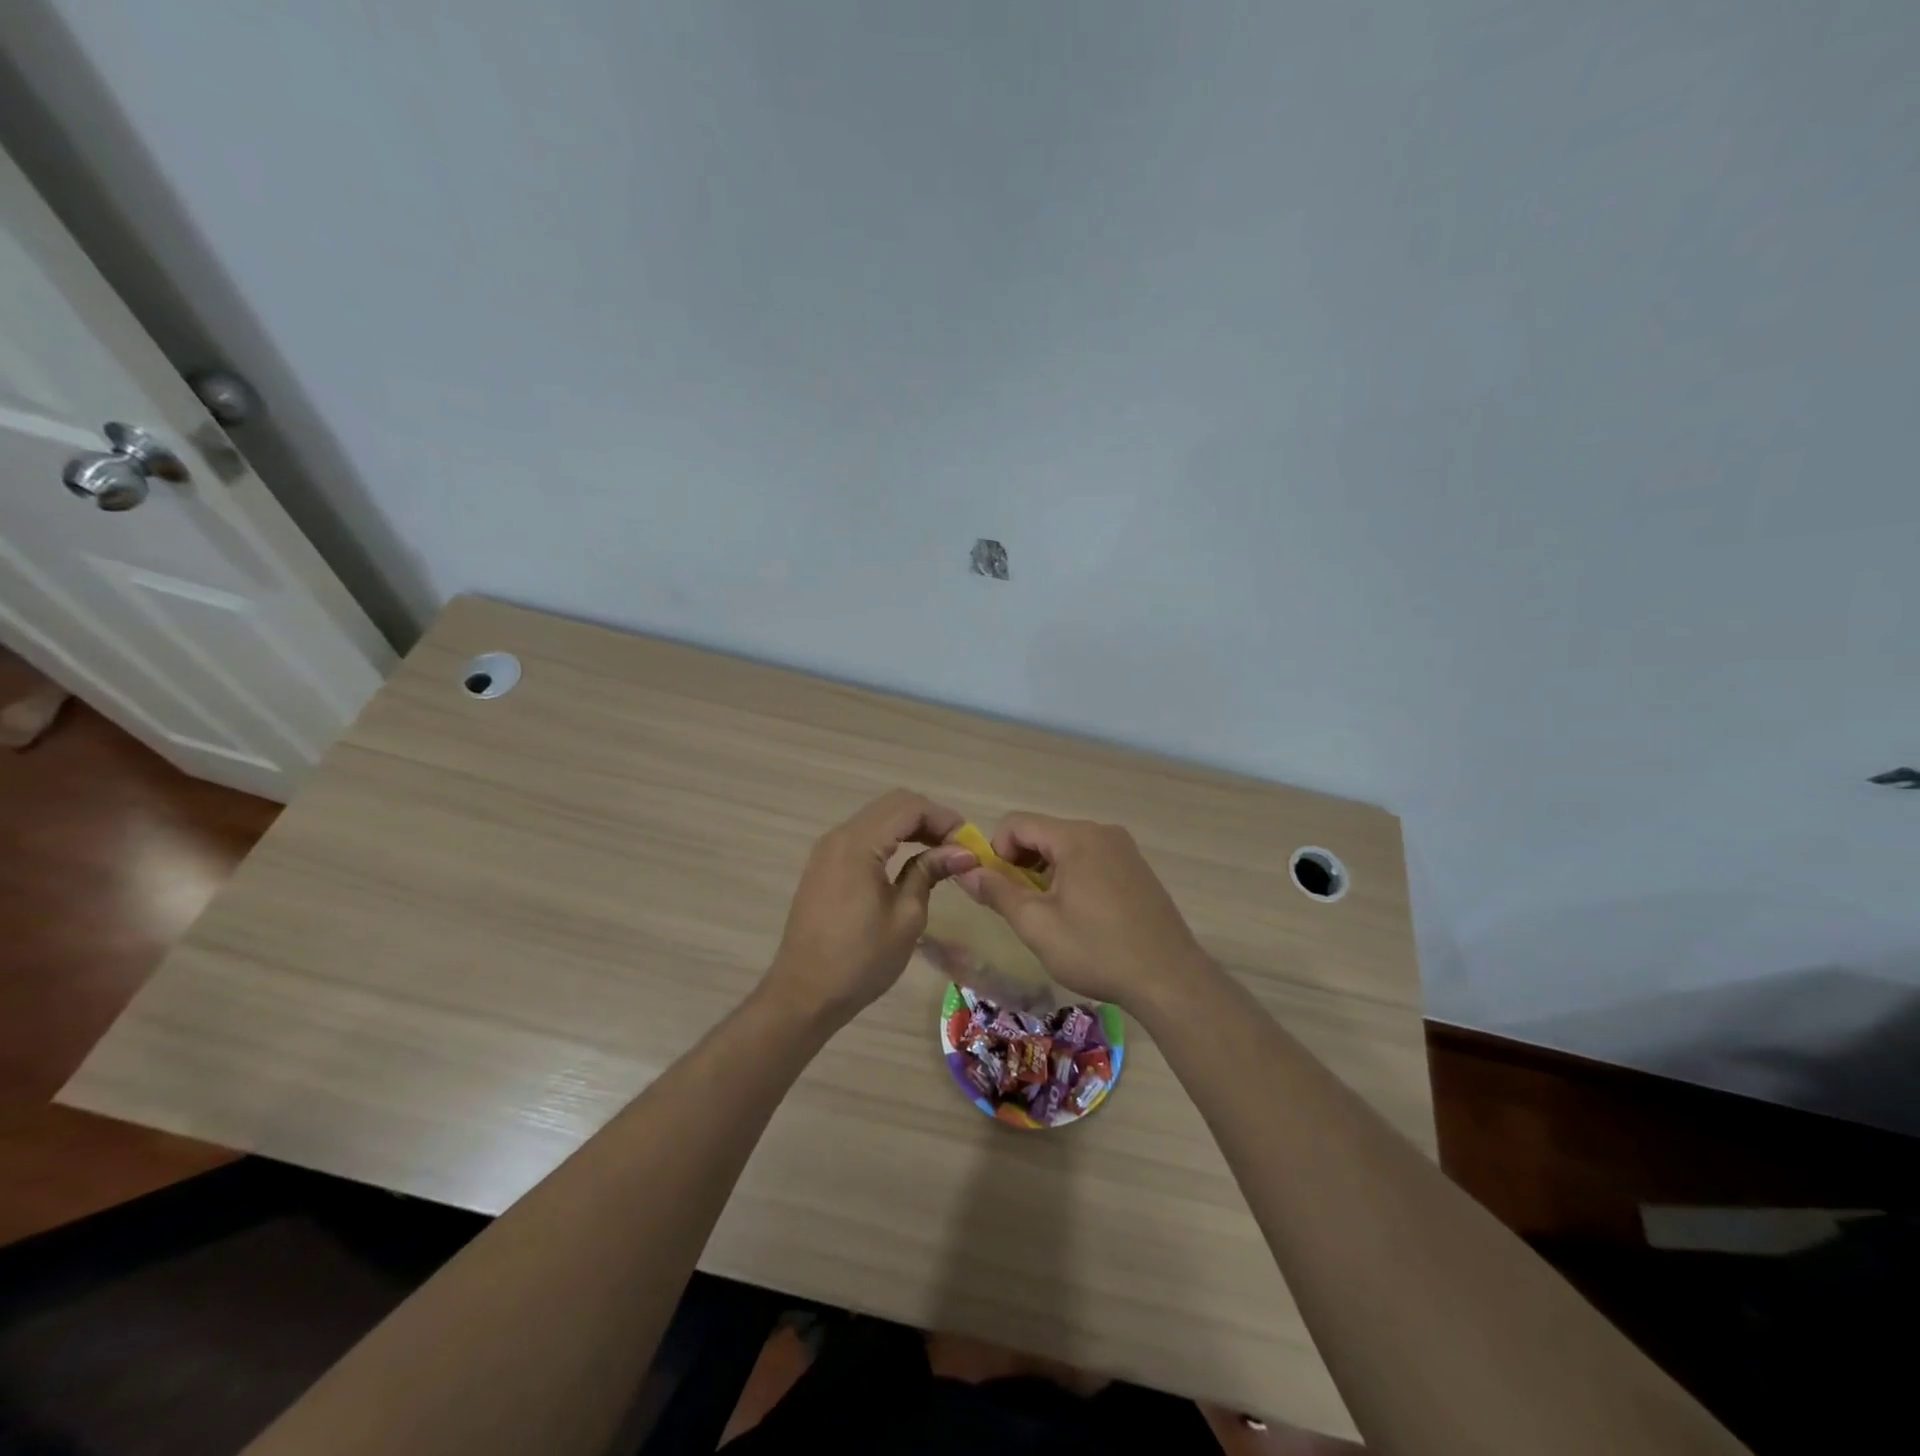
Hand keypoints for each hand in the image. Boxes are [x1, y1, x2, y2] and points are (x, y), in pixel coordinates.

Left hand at [765, 790, 978, 1022]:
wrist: (804, 994)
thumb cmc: (860, 960)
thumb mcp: (906, 916)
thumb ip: (930, 872)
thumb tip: (962, 852)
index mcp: (858, 844)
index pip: (909, 807)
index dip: (944, 818)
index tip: (969, 843)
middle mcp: (839, 836)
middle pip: (893, 805)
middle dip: (929, 818)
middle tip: (957, 847)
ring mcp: (828, 849)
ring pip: (877, 818)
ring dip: (910, 827)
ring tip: (940, 854)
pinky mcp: (824, 865)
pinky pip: (863, 836)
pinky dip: (891, 839)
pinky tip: (910, 861)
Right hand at [956, 814, 1212, 1011]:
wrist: (1170, 979)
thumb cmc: (1097, 950)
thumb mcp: (1037, 925)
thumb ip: (997, 892)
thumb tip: (965, 871)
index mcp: (1076, 837)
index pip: (1017, 823)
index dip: (995, 852)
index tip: (997, 890)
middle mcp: (1101, 832)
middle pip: (1043, 833)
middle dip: (1021, 865)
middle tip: (1021, 908)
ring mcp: (1124, 849)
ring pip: (1066, 848)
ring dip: (1046, 874)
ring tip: (1051, 917)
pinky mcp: (1137, 868)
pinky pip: (1091, 859)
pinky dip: (1073, 878)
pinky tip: (1081, 917)